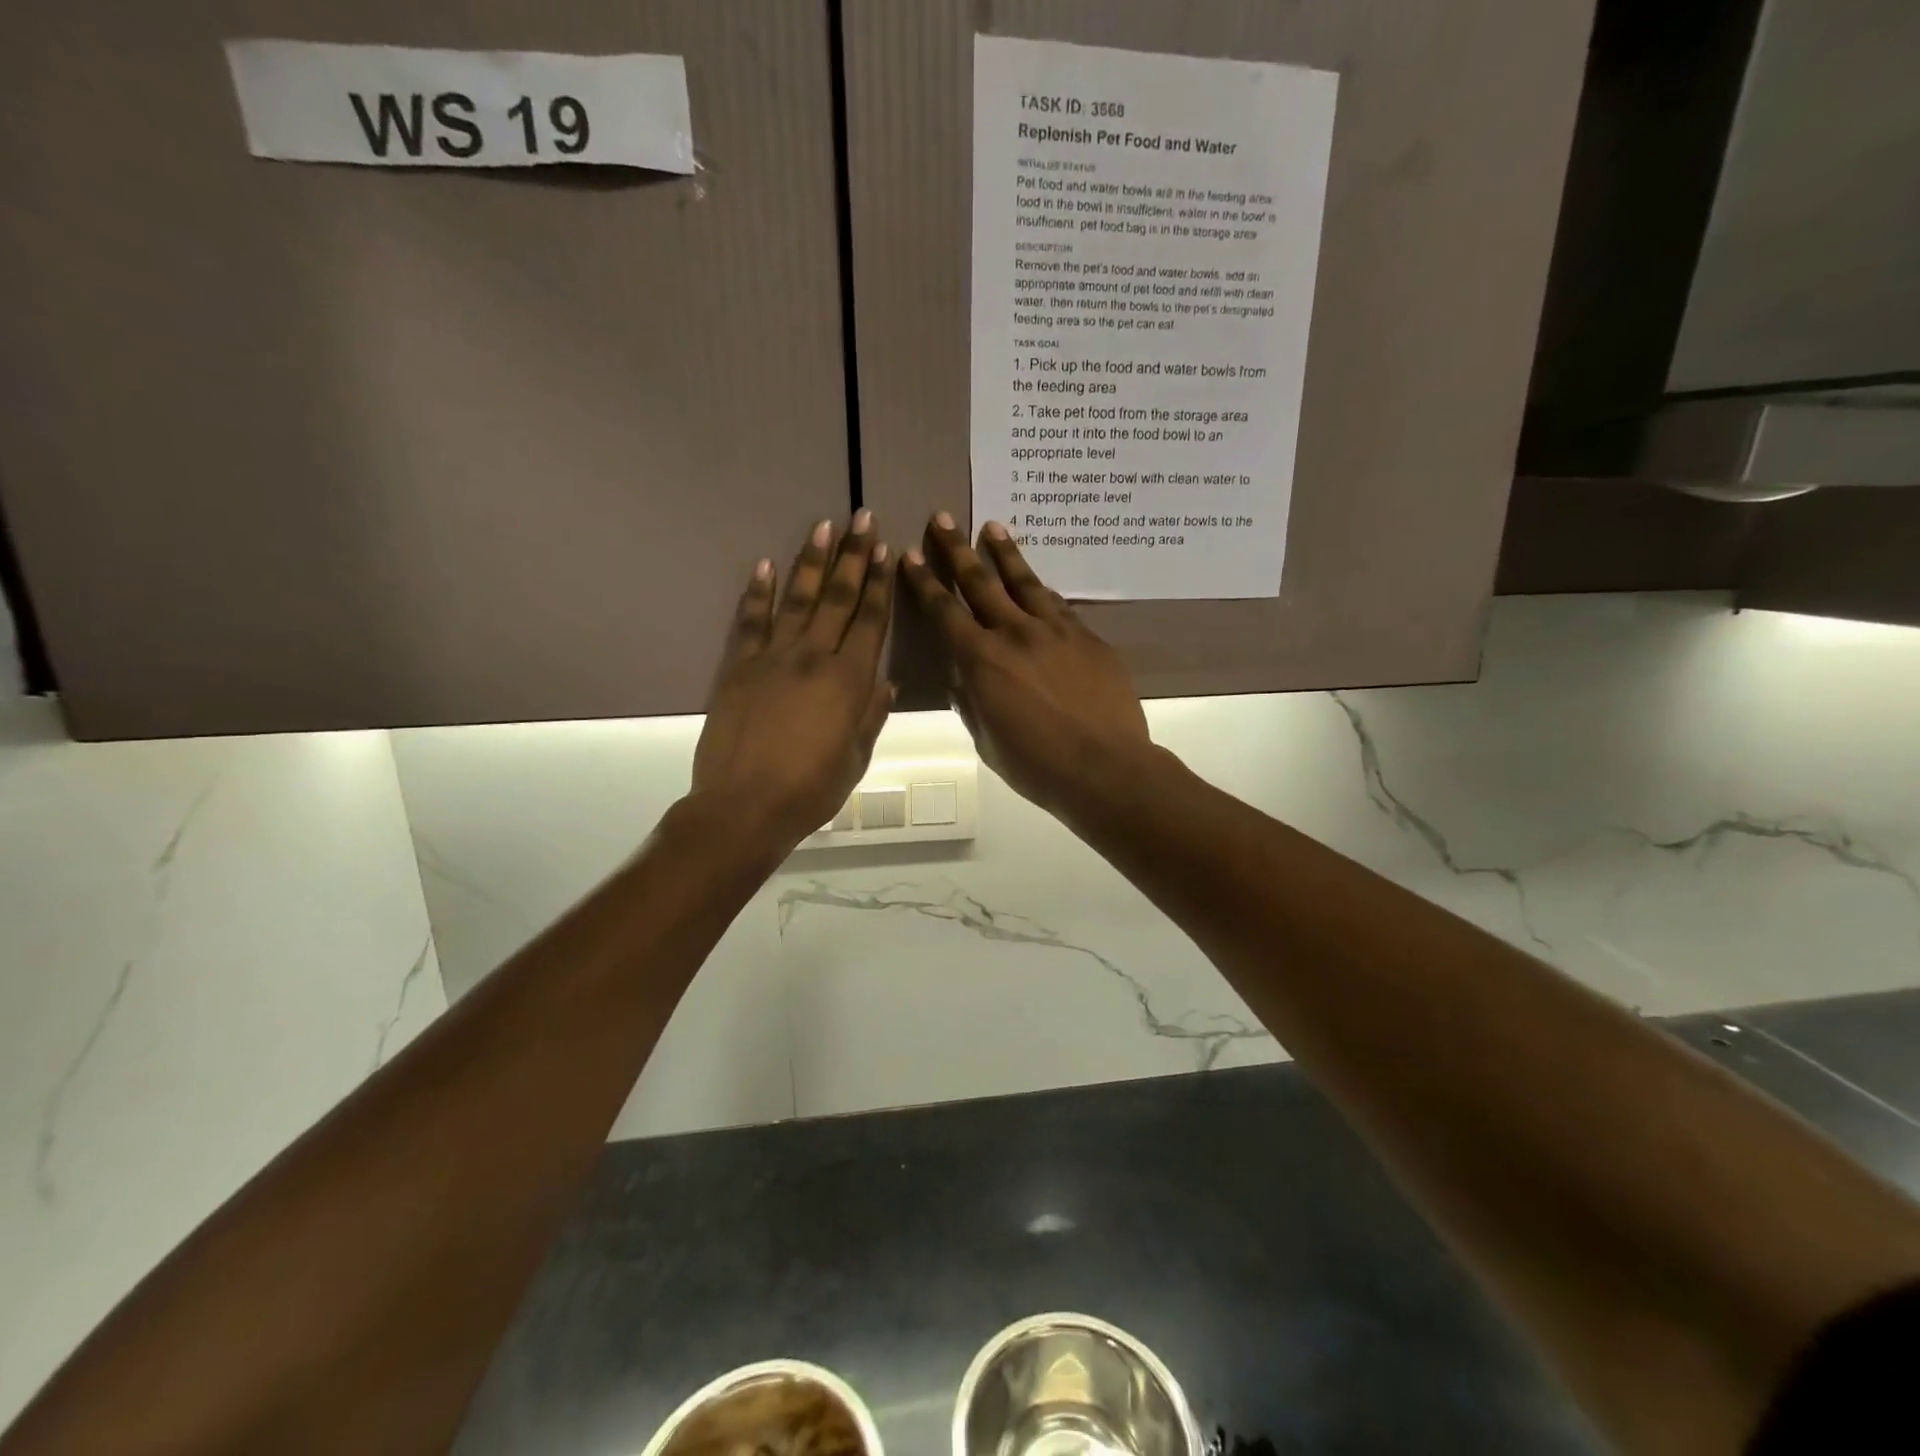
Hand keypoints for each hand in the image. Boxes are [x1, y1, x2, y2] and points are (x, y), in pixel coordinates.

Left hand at [692, 513, 894, 852]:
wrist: (746, 805)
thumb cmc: (811, 789)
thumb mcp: (856, 758)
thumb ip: (871, 715)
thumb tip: (885, 682)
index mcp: (850, 680)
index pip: (870, 620)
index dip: (878, 583)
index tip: (885, 551)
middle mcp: (815, 657)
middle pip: (837, 598)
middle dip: (852, 556)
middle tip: (861, 518)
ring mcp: (773, 657)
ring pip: (797, 599)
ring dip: (810, 561)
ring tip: (821, 527)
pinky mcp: (739, 666)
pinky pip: (751, 621)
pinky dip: (758, 592)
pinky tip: (766, 565)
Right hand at [900, 513, 1153, 818]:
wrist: (1105, 767)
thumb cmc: (1036, 765)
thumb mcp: (988, 739)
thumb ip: (973, 701)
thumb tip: (966, 678)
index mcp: (982, 661)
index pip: (945, 612)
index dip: (925, 582)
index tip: (910, 555)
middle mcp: (1015, 634)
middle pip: (981, 583)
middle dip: (957, 550)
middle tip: (943, 518)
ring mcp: (1056, 631)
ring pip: (1025, 582)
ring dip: (1005, 553)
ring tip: (993, 528)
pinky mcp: (1088, 638)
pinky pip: (1059, 606)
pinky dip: (1042, 590)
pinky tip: (1038, 581)